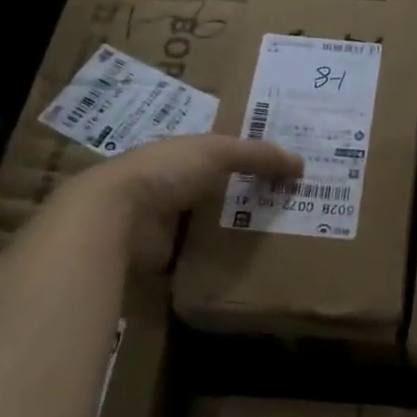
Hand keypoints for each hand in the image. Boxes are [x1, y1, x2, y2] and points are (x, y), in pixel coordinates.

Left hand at [63, 134, 302, 271]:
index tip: (288, 171)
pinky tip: (253, 265)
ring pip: (214, 225)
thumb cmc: (166, 171)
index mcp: (184, 155)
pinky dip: (222, 260)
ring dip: (239, 231)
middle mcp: (175, 186)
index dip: (254, 159)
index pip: (226, 154)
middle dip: (252, 198)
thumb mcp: (217, 152)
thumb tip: (301, 162)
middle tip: (294, 208)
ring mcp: (169, 223)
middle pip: (222, 191)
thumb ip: (258, 155)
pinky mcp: (166, 256)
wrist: (115, 217)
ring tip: (282, 238)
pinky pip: (203, 257)